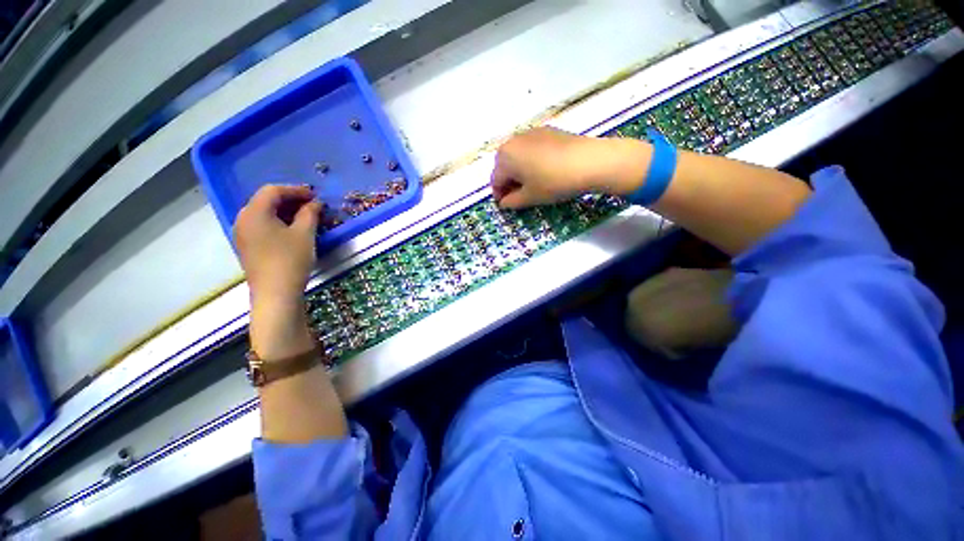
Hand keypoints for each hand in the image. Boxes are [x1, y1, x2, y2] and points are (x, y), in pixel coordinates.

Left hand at [235, 185, 321, 302]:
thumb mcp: (305, 234)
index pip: (273, 191)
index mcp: (254, 212)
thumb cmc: (290, 260)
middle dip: (290, 200)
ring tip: (306, 217)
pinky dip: (278, 222)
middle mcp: (243, 219)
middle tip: (312, 205)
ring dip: (285, 211)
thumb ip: (310, 213)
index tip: (315, 195)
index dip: (295, 190)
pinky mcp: (247, 246)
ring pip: (264, 213)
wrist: (275, 293)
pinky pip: (262, 225)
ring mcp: (242, 233)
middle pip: (265, 200)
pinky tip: (293, 229)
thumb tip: (315, 203)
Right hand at [490, 127, 652, 208]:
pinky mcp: (547, 130)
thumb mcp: (530, 197)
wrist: (588, 161)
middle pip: (504, 165)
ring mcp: (531, 133)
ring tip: (532, 183)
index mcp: (505, 157)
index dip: (499, 195)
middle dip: (508, 181)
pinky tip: (545, 170)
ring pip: (518, 156)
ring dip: (519, 170)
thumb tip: (504, 202)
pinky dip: (531, 160)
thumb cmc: (553, 182)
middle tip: (519, 195)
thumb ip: (512, 202)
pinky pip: (531, 148)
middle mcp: (513, 140)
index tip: (507, 205)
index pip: (495, 180)